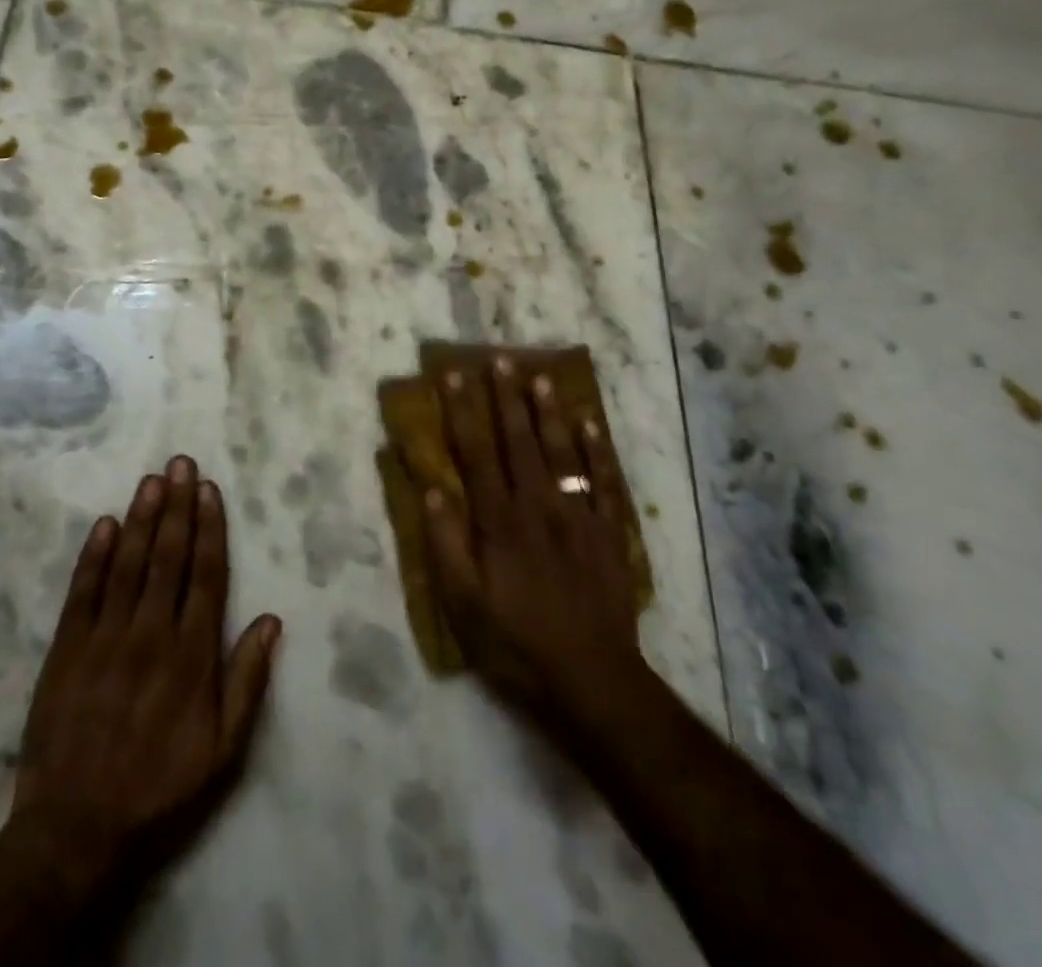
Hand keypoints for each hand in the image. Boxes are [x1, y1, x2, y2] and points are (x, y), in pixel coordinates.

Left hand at [10, 456, 282, 901]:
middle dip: (176, 507)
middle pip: (168, 557)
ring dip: (140, 518)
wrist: (77, 829)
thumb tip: (272, 620)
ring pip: (127, 564)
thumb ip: (248, 681)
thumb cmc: (160, 787)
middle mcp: (151, 634)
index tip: (209, 489)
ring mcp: (105, 638)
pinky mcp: (66, 649)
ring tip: (151, 480)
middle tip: (180, 463)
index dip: (209, 528)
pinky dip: (93, 556)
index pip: (206, 575)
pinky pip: (83, 592)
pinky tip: (104, 524)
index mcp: (192, 655)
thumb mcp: (224, 750)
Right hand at [422, 355, 650, 742]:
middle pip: (519, 442)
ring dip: (549, 413)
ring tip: (541, 376)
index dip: (464, 412)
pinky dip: (598, 451)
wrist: (592, 681)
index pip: (477, 454)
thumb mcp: (464, 606)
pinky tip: (591, 423)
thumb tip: (433, 488)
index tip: (455, 376)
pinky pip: (604, 483)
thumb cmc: (516, 644)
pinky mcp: (607, 535)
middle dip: (507, 398)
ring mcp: (577, 518)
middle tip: (501, 359)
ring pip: (561, 453)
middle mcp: (537, 508)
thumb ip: (447, 545)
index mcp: (499, 522)